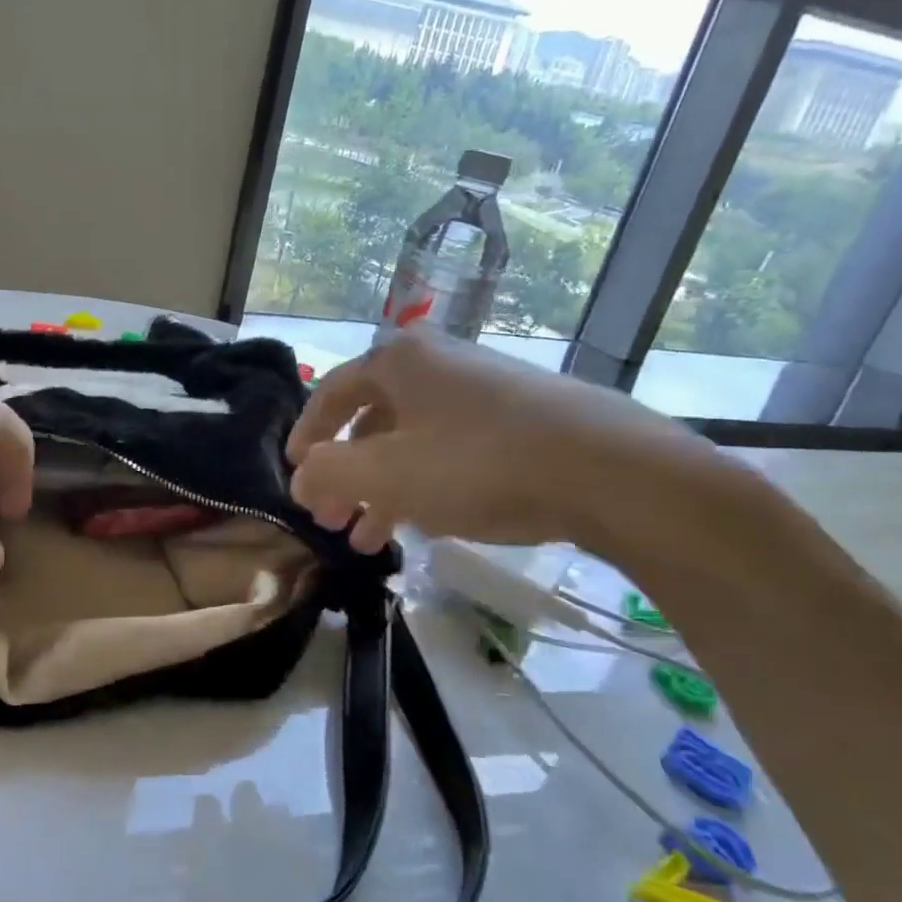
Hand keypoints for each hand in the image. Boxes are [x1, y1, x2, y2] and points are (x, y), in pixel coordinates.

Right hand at [287, 331, 722, 556]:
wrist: (607, 469)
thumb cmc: (479, 464)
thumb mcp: (388, 473)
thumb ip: (330, 474)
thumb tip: (300, 478)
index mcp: (399, 362)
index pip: (332, 392)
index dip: (306, 435)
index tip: (293, 473)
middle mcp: (437, 364)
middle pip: (372, 421)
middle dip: (346, 474)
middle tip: (331, 519)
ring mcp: (482, 390)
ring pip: (412, 441)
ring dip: (383, 489)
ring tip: (369, 540)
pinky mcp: (518, 419)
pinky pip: (451, 450)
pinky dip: (425, 485)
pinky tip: (424, 523)